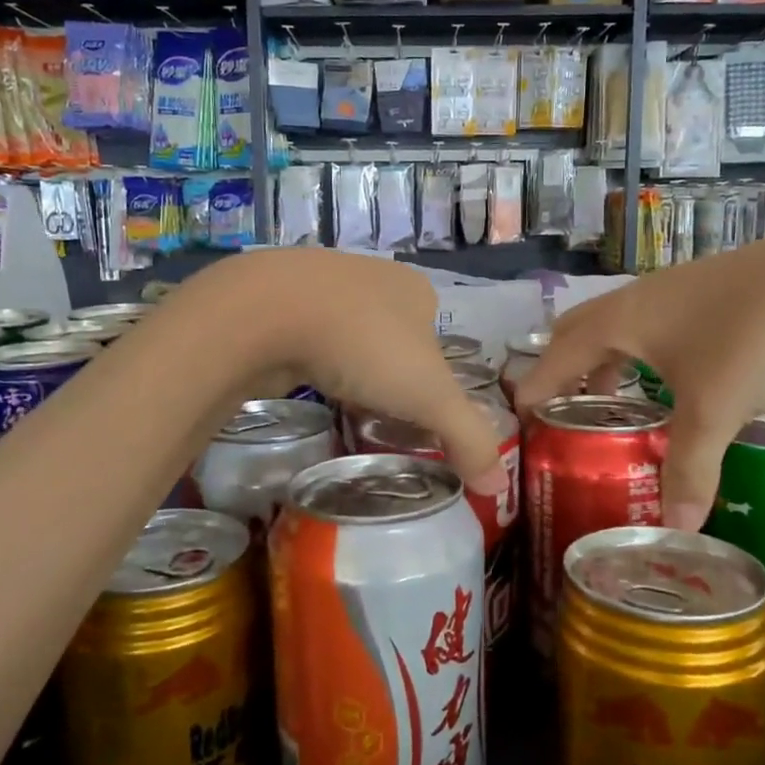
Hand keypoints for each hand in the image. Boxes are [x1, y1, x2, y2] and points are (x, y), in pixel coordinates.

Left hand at [226, 250, 507, 496]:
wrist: (266, 312)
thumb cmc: (362, 346)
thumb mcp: (429, 397)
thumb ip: (469, 439)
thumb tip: (498, 488)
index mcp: (413, 289)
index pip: (435, 341)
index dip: (431, 382)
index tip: (416, 417)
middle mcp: (371, 276)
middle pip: (391, 338)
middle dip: (387, 377)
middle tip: (378, 417)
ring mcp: (319, 281)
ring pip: (346, 335)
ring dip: (346, 366)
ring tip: (341, 403)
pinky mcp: (275, 297)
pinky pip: (304, 335)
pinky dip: (308, 358)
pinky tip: (301, 380)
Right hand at [515, 218, 764, 531]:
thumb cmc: (755, 335)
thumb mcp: (716, 407)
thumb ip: (690, 467)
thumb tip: (674, 531)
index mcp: (620, 321)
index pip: (556, 355)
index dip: (534, 386)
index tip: (516, 417)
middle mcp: (639, 300)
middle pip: (580, 330)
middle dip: (562, 367)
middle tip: (558, 409)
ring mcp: (677, 292)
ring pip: (621, 328)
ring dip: (604, 361)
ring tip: (609, 402)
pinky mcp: (713, 294)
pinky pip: (656, 328)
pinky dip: (644, 356)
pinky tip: (672, 381)